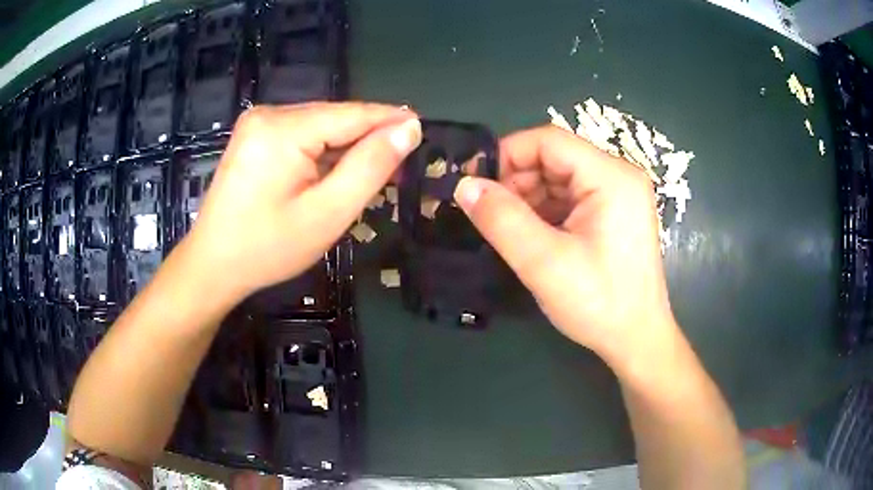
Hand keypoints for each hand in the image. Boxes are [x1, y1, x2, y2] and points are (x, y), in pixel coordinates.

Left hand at [185, 102, 421, 297]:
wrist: (213, 264)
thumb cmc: (268, 248)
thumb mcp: (328, 213)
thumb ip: (370, 166)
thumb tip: (408, 128)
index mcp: (283, 128)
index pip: (353, 114)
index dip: (391, 121)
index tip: (424, 130)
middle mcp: (269, 114)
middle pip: (335, 118)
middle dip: (367, 140)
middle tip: (398, 167)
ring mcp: (258, 123)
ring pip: (319, 126)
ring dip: (345, 148)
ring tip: (370, 174)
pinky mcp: (254, 136)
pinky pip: (301, 135)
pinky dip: (322, 152)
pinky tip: (332, 174)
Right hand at [453, 126, 676, 365]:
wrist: (636, 339)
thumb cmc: (599, 304)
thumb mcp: (544, 263)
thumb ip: (502, 220)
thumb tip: (463, 185)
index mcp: (611, 177)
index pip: (549, 141)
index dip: (507, 155)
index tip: (475, 184)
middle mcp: (618, 176)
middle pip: (554, 157)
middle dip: (517, 181)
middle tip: (488, 214)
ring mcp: (618, 195)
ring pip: (559, 178)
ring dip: (528, 198)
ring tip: (508, 230)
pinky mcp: (613, 213)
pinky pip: (569, 197)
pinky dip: (544, 211)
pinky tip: (531, 236)